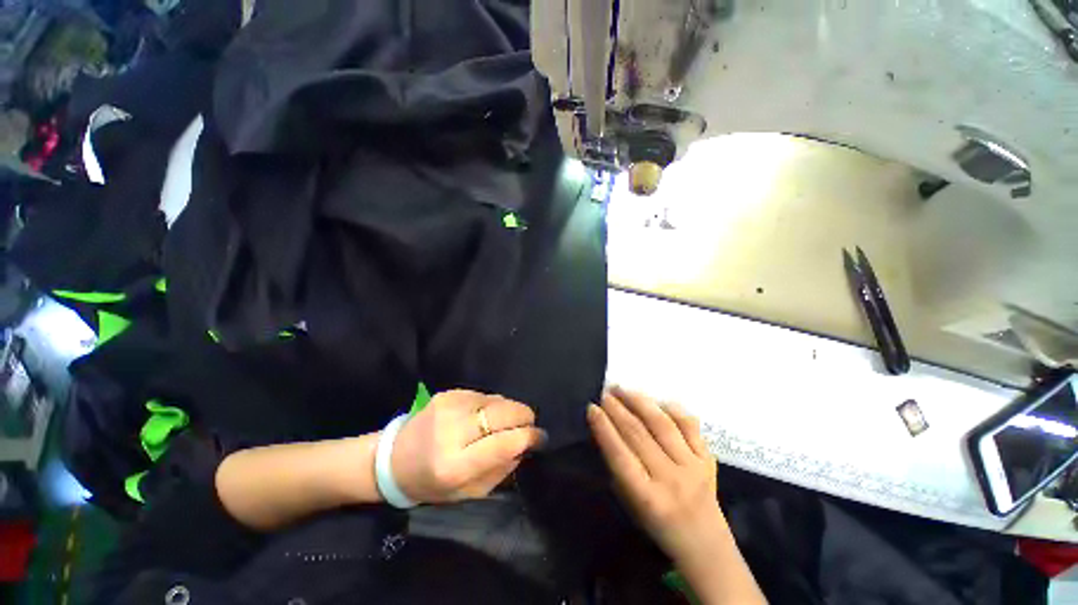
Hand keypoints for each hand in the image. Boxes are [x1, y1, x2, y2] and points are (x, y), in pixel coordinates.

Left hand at [391, 390, 545, 503]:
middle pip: (503, 412)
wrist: (394, 458)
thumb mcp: (468, 492)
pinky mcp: (448, 393)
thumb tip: (525, 444)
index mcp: (455, 465)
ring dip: (508, 410)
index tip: (540, 437)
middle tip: (529, 424)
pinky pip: (484, 394)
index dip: (528, 437)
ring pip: (497, 400)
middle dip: (524, 416)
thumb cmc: (432, 483)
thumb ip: (501, 469)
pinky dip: (492, 405)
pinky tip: (485, 415)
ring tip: (504, 422)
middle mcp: (452, 430)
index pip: (503, 443)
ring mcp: (449, 406)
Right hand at [587, 387, 724, 564]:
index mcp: (648, 499)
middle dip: (617, 409)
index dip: (604, 429)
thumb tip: (605, 430)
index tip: (592, 408)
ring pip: (662, 424)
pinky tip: (656, 400)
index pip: (620, 455)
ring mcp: (693, 467)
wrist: (706, 545)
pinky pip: (689, 425)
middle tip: (604, 393)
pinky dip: (671, 408)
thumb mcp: (631, 504)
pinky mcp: (708, 459)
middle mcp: (671, 480)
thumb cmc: (659, 526)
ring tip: (623, 389)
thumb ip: (619, 468)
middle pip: (639, 435)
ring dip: (639, 402)